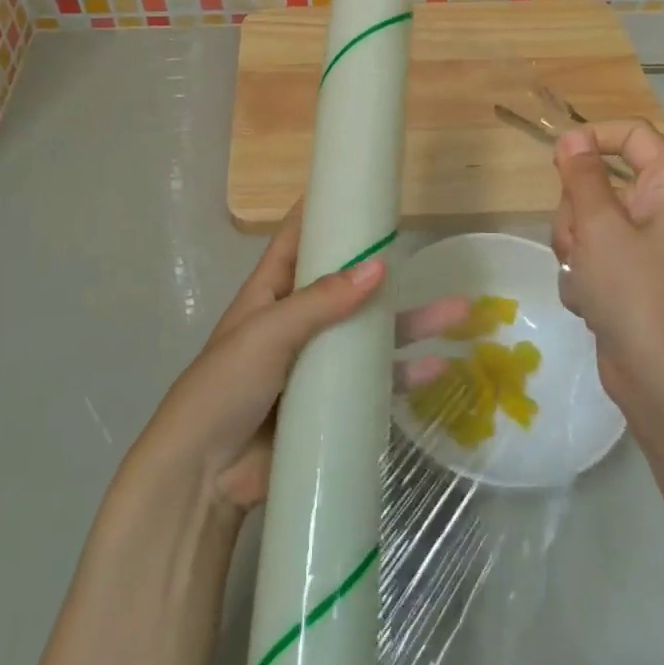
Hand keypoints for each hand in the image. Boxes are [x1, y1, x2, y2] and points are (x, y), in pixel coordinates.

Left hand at [131, 207, 466, 520]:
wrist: (204, 475)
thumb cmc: (224, 387)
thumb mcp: (267, 333)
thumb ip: (320, 302)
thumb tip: (379, 267)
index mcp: (271, 291)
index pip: (299, 239)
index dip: (324, 213)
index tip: (359, 188)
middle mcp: (299, 321)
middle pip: (349, 286)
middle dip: (386, 272)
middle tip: (427, 251)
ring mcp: (318, 363)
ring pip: (372, 334)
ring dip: (412, 323)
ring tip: (458, 313)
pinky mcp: (333, 404)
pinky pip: (376, 383)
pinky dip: (406, 375)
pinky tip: (439, 368)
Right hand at [551, 119, 663, 418]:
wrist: (662, 382)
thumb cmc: (636, 294)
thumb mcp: (600, 227)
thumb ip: (582, 177)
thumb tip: (573, 136)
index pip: (633, 136)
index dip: (594, 138)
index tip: (558, 159)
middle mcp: (662, 213)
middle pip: (601, 182)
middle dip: (576, 212)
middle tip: (580, 242)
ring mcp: (645, 249)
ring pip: (588, 222)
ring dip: (574, 248)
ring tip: (585, 280)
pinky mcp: (629, 279)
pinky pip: (591, 256)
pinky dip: (582, 276)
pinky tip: (590, 303)